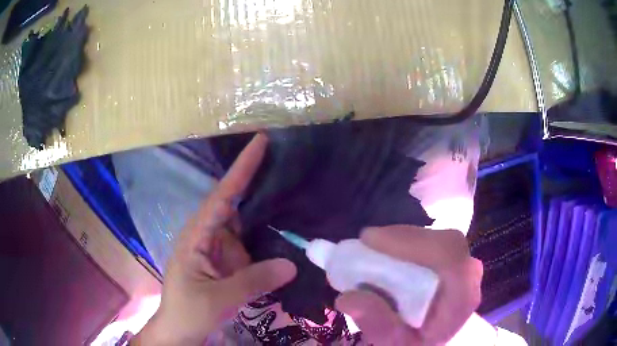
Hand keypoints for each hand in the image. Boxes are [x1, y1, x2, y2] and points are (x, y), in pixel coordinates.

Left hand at [133, 133, 296, 344]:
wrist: (180, 331)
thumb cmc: (189, 312)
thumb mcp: (218, 299)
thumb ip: (253, 282)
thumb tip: (292, 264)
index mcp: (197, 236)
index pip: (222, 196)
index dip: (242, 169)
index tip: (260, 142)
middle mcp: (208, 235)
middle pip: (235, 204)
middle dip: (258, 185)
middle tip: (288, 165)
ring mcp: (218, 250)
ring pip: (245, 226)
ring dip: (266, 215)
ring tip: (295, 196)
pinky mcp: (227, 263)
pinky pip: (249, 246)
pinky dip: (265, 241)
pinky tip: (286, 235)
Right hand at [335, 226, 482, 344]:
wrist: (441, 339)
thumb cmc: (421, 342)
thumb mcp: (395, 343)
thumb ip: (377, 324)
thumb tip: (347, 297)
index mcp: (462, 298)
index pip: (448, 256)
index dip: (411, 242)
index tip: (370, 240)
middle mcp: (470, 274)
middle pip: (441, 242)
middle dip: (400, 240)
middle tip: (365, 245)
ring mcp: (465, 263)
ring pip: (436, 237)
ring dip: (402, 240)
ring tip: (373, 251)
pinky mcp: (456, 258)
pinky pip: (434, 240)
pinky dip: (408, 243)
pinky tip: (389, 254)